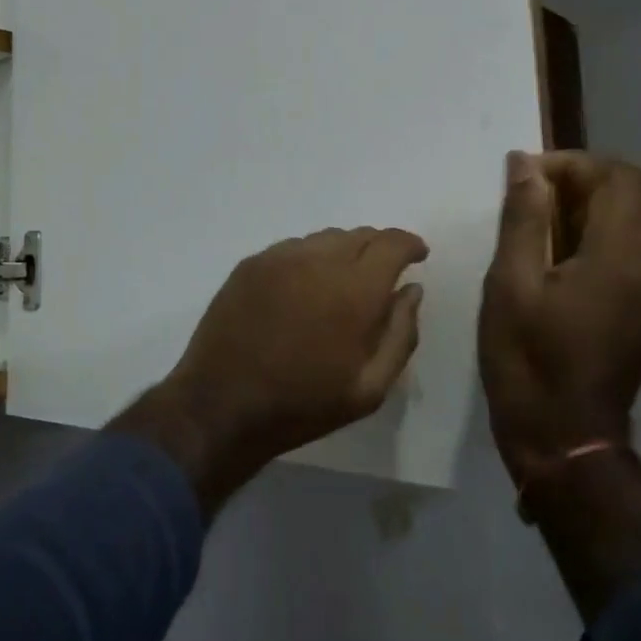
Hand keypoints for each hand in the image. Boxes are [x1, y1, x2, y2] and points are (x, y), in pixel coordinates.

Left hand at [113, 227, 427, 512]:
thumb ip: (401, 333)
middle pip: (359, 235)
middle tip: (383, 273)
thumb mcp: (370, 387)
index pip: (392, 244)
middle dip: (379, 248)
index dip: (410, 245)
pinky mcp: (250, 264)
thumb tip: (411, 290)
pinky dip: (311, 258)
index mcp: (354, 290)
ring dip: (344, 252)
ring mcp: (279, 258)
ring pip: (325, 239)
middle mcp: (317, 261)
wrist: (222, 405)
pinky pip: (293, 248)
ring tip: (344, 281)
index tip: (418, 256)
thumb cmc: (303, 404)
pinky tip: (306, 286)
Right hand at [478, 151, 640, 485]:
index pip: (618, 177)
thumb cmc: (527, 357)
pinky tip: (586, 245)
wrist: (564, 431)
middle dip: (614, 174)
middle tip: (564, 190)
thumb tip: (525, 164)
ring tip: (573, 214)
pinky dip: (635, 224)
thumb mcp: (509, 284)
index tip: (529, 176)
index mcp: (621, 256)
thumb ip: (522, 219)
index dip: (573, 163)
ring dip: (629, 197)